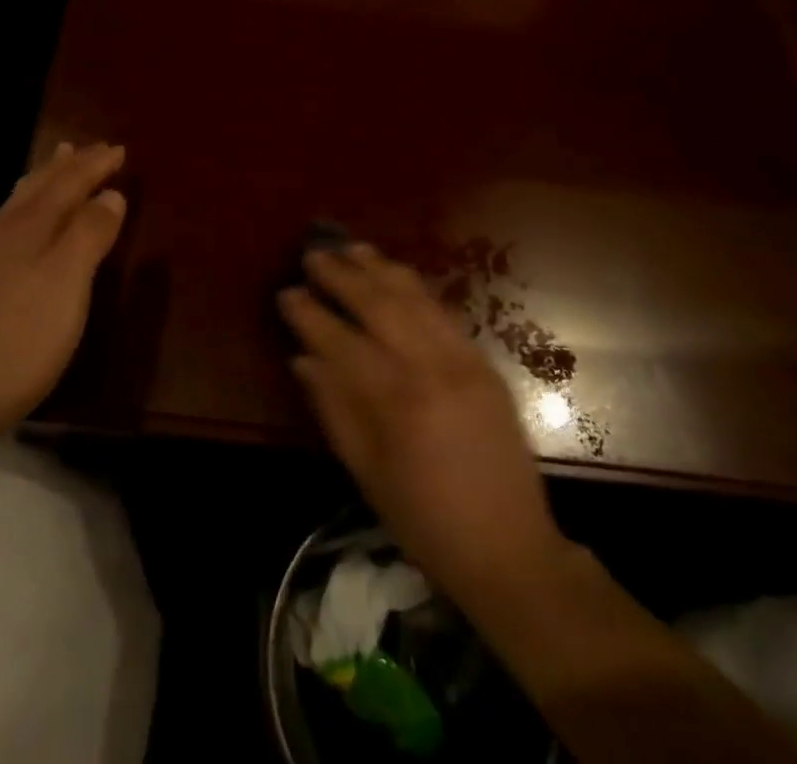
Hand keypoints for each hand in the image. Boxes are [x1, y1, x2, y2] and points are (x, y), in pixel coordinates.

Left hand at [0, 142, 126, 438]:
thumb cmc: (23, 336)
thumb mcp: (68, 282)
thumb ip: (90, 234)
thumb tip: (110, 195)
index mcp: (29, 225)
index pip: (68, 182)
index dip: (94, 165)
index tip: (119, 149)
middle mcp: (4, 230)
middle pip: (40, 185)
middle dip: (69, 165)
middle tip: (89, 147)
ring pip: (21, 201)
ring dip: (45, 178)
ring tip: (57, 162)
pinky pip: (11, 221)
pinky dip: (30, 204)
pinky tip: (26, 218)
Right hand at [279, 244, 573, 611]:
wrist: (509, 548)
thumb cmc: (424, 520)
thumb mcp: (365, 473)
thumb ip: (333, 409)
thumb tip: (303, 358)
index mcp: (394, 401)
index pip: (339, 340)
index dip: (309, 314)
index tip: (287, 292)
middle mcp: (428, 367)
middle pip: (377, 304)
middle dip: (341, 275)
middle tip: (314, 254)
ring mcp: (461, 359)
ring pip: (413, 297)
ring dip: (378, 268)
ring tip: (351, 247)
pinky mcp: (483, 361)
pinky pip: (443, 311)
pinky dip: (414, 287)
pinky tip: (395, 275)